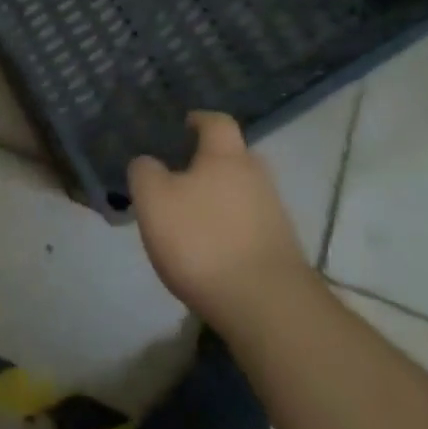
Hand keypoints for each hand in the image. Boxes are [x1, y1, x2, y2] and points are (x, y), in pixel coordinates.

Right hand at [129, 112, 312, 327]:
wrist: (268, 309)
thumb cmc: (203, 241)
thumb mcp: (154, 200)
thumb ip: (145, 172)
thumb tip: (148, 163)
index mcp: (226, 156)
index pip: (217, 122)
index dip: (199, 120)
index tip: (183, 126)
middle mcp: (257, 177)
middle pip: (234, 158)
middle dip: (210, 163)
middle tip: (181, 177)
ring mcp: (275, 216)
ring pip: (243, 195)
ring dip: (220, 201)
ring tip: (191, 221)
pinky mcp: (282, 253)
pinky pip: (250, 228)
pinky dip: (231, 232)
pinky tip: (212, 254)